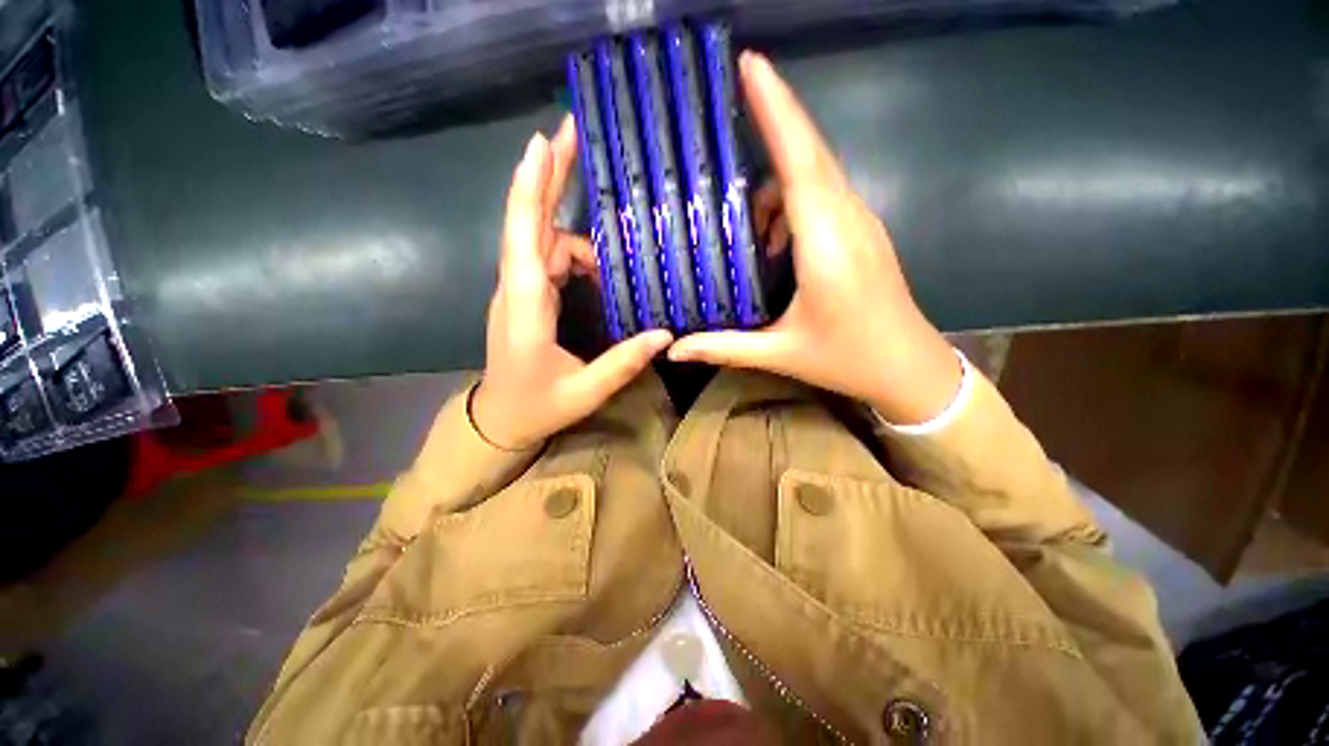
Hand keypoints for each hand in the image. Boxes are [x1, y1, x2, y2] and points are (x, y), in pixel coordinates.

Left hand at [472, 117, 672, 448]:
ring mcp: (517, 290)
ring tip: (611, 240)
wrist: (499, 419)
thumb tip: (664, 334)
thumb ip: (623, 363)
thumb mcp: (585, 392)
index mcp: (524, 309)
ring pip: (542, 240)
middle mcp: (515, 289)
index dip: (529, 191)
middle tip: (571, 134)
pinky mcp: (525, 296)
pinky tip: (598, 266)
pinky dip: (574, 254)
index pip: (524, 240)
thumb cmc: (537, 407)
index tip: (542, 145)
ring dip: (572, 227)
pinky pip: (548, 259)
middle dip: (546, 175)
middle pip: (528, 222)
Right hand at [668, 53, 960, 424]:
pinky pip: (824, 195)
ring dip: (778, 172)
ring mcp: (861, 222)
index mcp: (826, 246)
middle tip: (730, 96)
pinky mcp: (863, 232)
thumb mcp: (779, 353)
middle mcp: (848, 221)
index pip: (799, 163)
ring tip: (740, 209)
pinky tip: (771, 236)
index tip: (750, 64)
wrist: (909, 368)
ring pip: (817, 172)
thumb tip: (673, 348)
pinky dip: (793, 198)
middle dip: (773, 116)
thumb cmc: (847, 360)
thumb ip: (724, 347)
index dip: (776, 110)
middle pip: (809, 152)